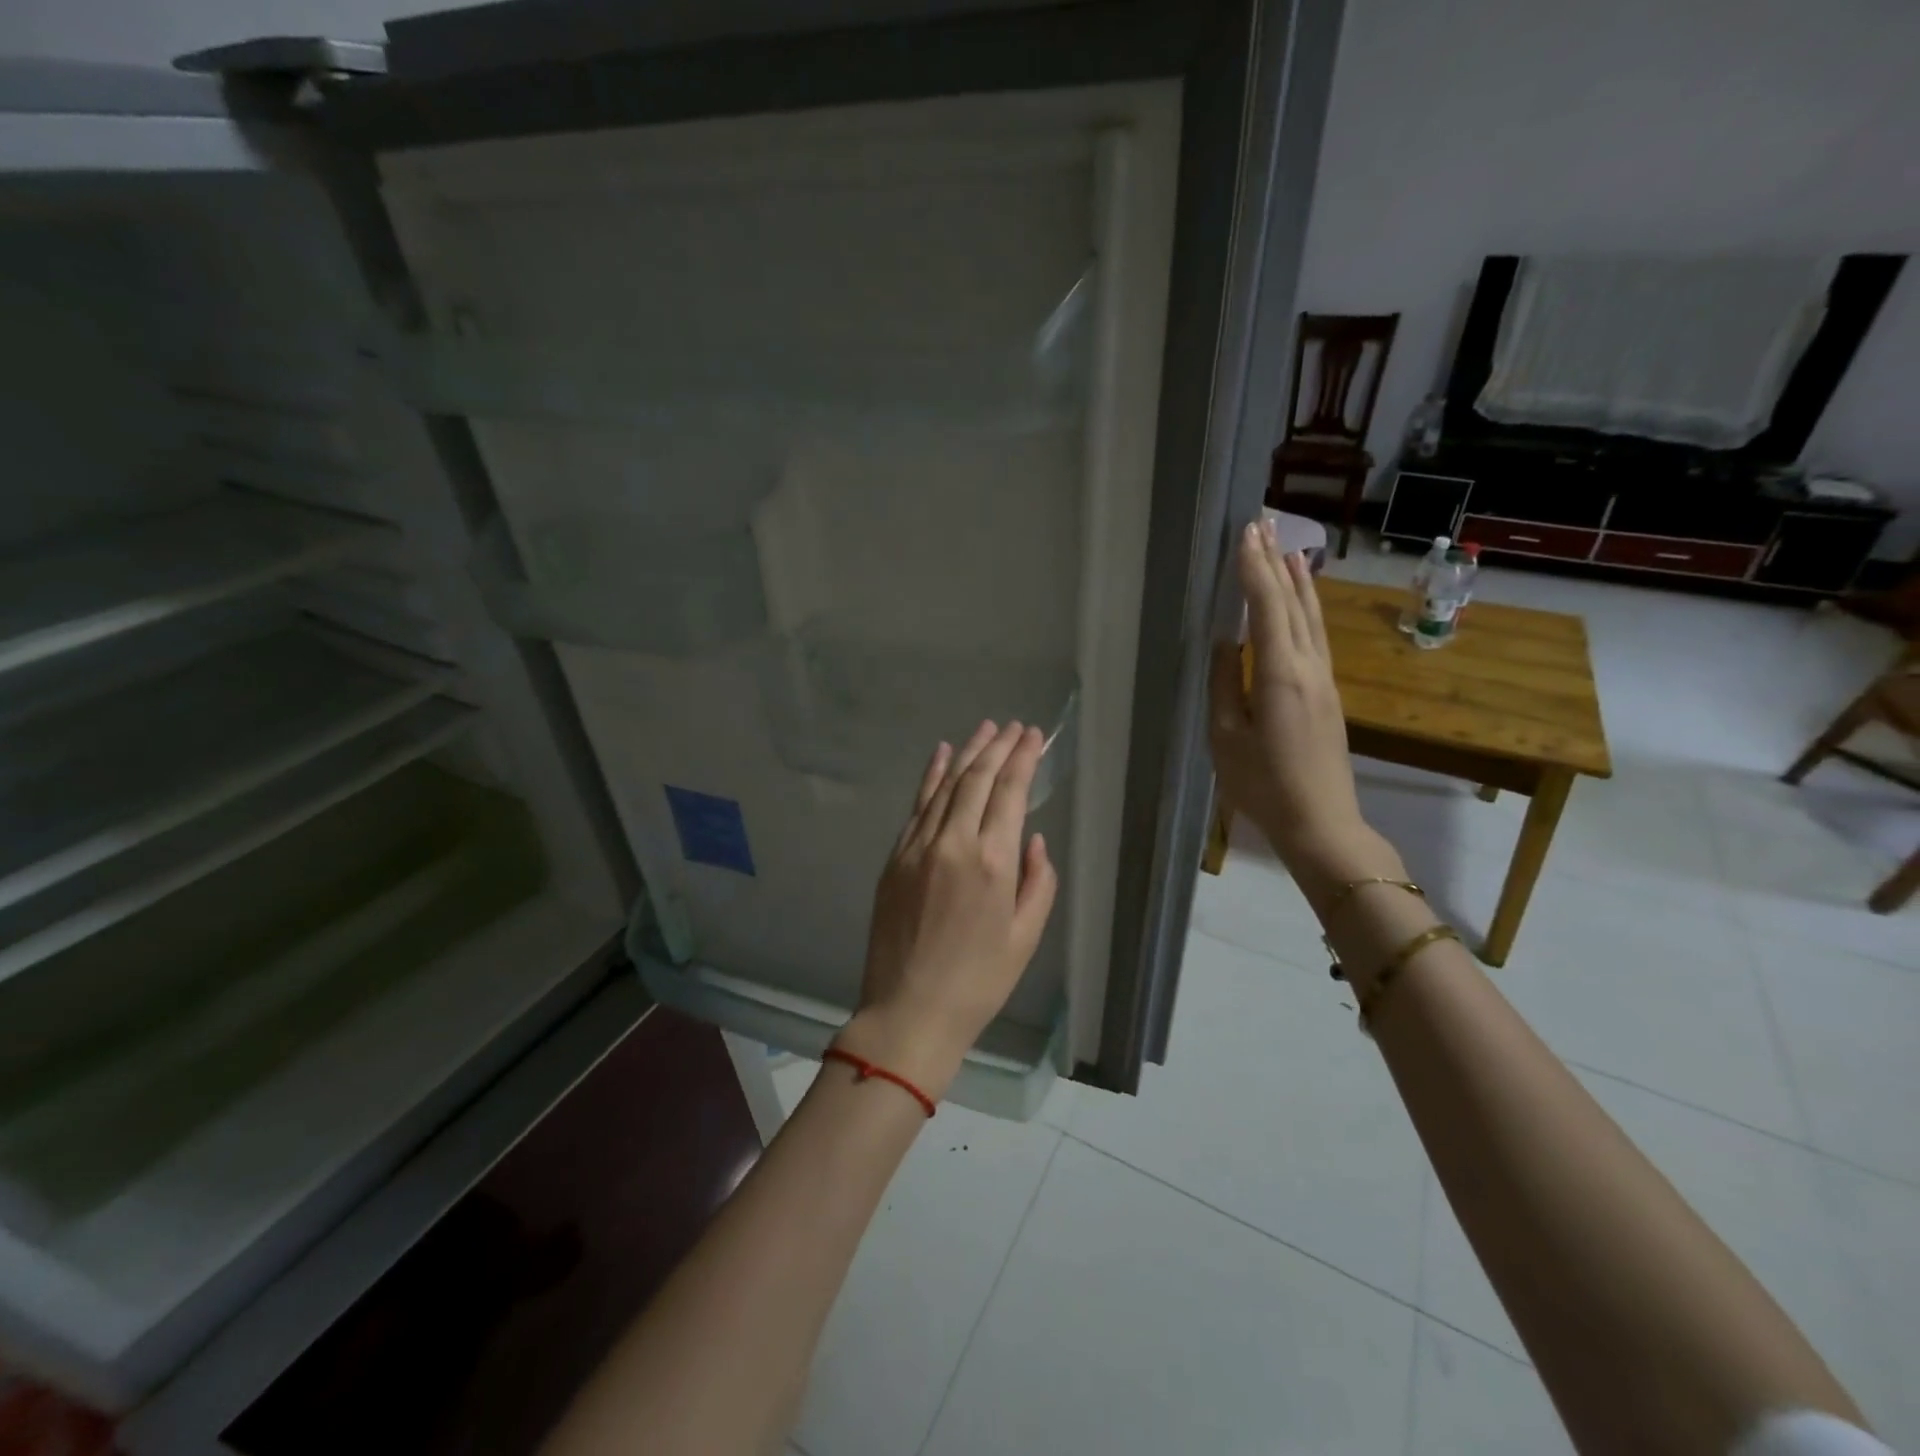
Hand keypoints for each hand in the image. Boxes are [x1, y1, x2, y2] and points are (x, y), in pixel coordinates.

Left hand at [838, 721, 1059, 1100]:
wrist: (909, 1010)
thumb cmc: (979, 981)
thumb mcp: (1026, 937)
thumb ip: (1038, 882)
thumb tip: (1033, 840)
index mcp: (993, 863)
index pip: (1010, 792)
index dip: (1023, 758)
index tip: (1034, 736)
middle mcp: (953, 843)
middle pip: (977, 779)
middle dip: (998, 747)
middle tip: (1013, 727)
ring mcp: (917, 847)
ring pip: (945, 785)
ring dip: (967, 753)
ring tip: (984, 729)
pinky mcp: (895, 858)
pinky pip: (917, 806)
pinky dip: (930, 776)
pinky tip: (941, 755)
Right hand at [1210, 519, 1394, 889]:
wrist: (1321, 822)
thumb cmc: (1263, 785)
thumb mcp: (1227, 737)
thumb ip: (1225, 685)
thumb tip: (1225, 644)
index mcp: (1280, 674)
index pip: (1266, 608)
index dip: (1254, 569)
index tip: (1245, 534)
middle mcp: (1309, 667)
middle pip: (1293, 603)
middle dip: (1275, 562)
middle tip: (1263, 525)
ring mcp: (1325, 679)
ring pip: (1312, 617)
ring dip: (1298, 581)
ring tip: (1287, 548)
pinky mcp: (1328, 694)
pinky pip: (1316, 636)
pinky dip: (1307, 607)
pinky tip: (1303, 600)